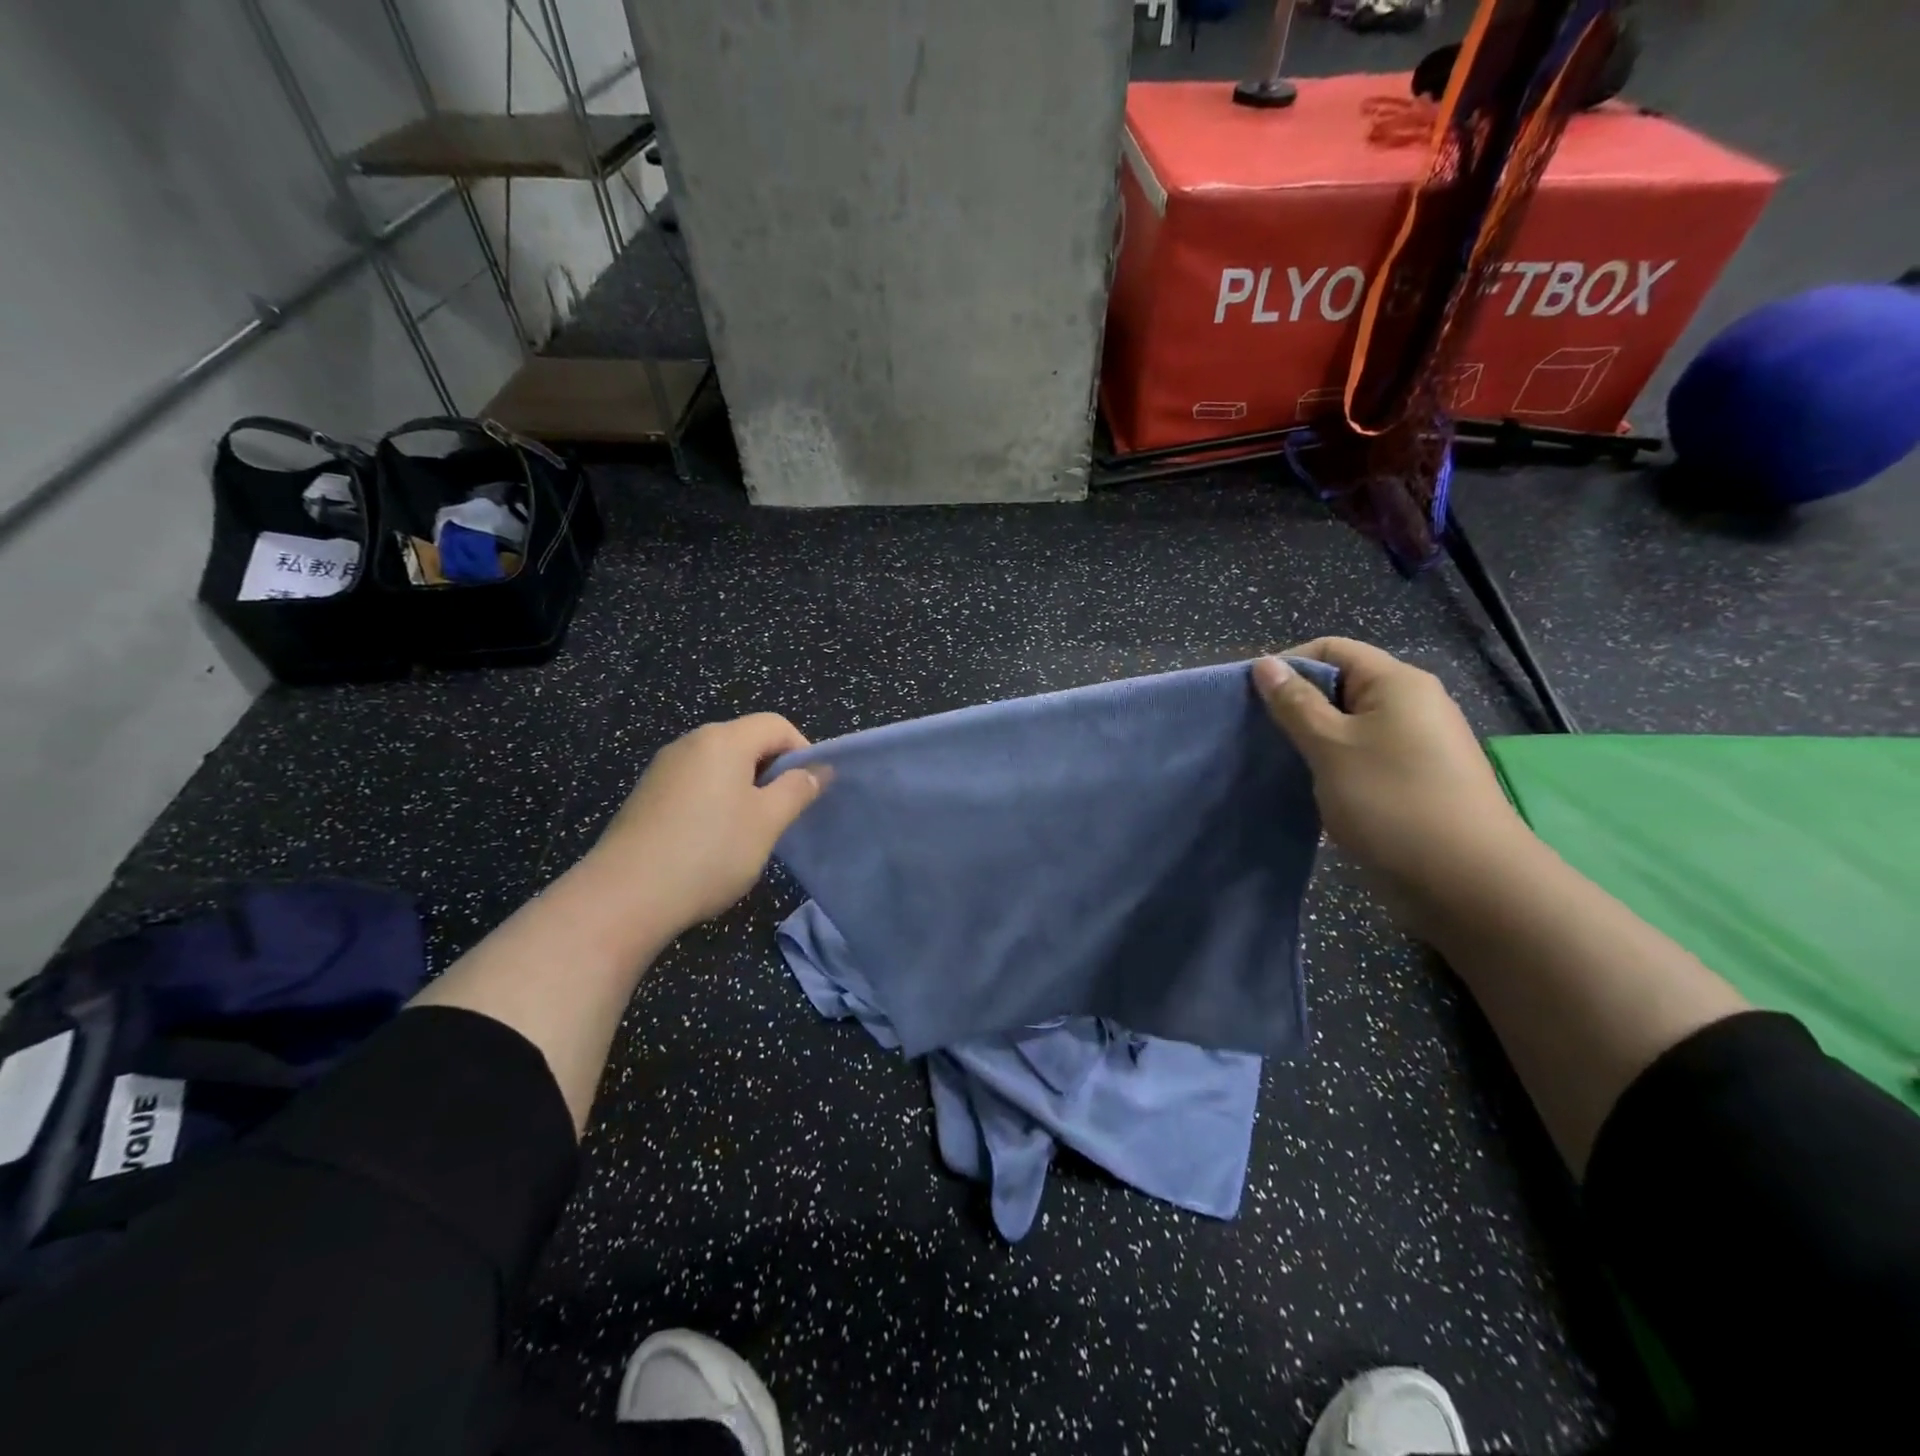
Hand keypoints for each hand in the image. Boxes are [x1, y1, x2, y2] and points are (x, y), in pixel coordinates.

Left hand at [590, 713, 826, 936]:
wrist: (625, 896)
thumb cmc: (710, 851)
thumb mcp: (767, 822)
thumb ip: (797, 789)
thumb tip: (818, 770)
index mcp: (723, 740)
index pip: (776, 725)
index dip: (802, 750)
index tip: (809, 789)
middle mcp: (691, 743)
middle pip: (746, 741)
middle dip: (772, 771)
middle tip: (784, 813)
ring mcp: (663, 768)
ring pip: (720, 765)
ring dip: (745, 788)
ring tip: (751, 831)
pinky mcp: (646, 795)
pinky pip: (695, 784)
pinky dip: (715, 801)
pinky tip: (713, 841)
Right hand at [1253, 639, 1531, 907]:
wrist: (1466, 881)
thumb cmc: (1392, 800)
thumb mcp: (1330, 747)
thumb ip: (1295, 704)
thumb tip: (1265, 663)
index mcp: (1397, 683)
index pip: (1332, 649)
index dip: (1288, 665)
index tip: (1251, 699)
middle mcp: (1413, 704)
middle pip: (1342, 685)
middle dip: (1297, 705)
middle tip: (1259, 734)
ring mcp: (1417, 743)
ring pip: (1350, 725)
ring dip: (1313, 739)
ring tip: (1281, 763)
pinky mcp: (1415, 778)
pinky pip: (1364, 755)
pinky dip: (1334, 764)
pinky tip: (1313, 787)